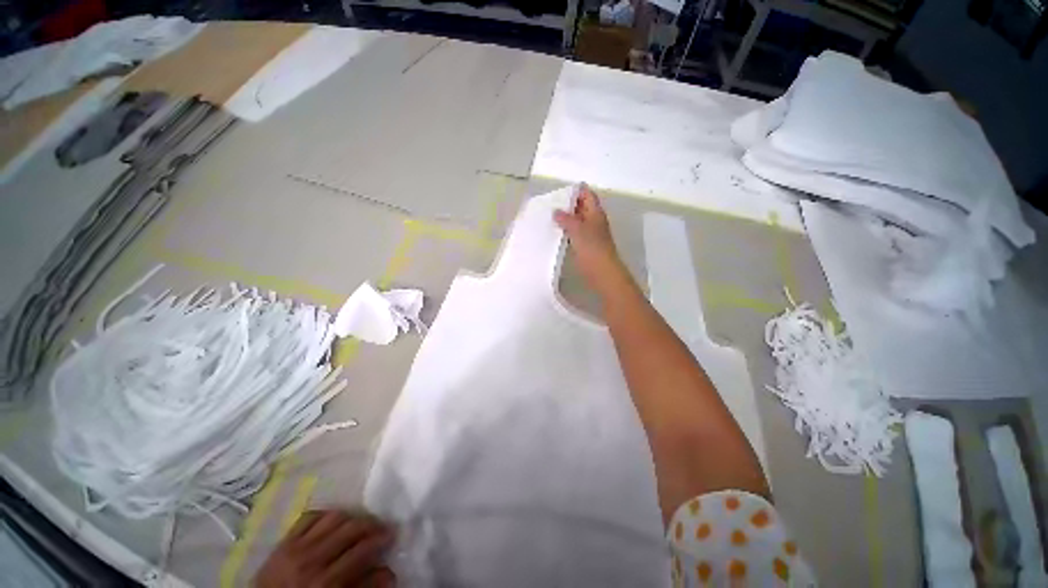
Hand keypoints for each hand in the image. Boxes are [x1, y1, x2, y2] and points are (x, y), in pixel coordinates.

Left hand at [255, 510, 395, 587]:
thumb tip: (390, 571)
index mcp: (324, 581)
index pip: (361, 550)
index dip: (381, 539)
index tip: (393, 535)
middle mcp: (311, 559)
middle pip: (350, 528)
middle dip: (371, 524)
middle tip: (382, 527)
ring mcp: (295, 547)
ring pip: (333, 517)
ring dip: (352, 517)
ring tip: (360, 523)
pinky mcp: (283, 541)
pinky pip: (309, 516)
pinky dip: (326, 514)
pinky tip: (334, 520)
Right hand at [554, 185, 629, 296]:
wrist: (602, 272)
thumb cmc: (592, 248)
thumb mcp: (577, 229)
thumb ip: (566, 219)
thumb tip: (556, 211)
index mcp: (596, 213)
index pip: (587, 195)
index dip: (576, 190)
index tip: (560, 191)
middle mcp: (594, 221)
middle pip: (582, 207)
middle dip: (568, 204)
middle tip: (551, 203)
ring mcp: (591, 234)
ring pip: (578, 221)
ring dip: (566, 218)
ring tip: (549, 216)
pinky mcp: (586, 245)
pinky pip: (575, 233)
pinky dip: (567, 231)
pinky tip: (555, 233)